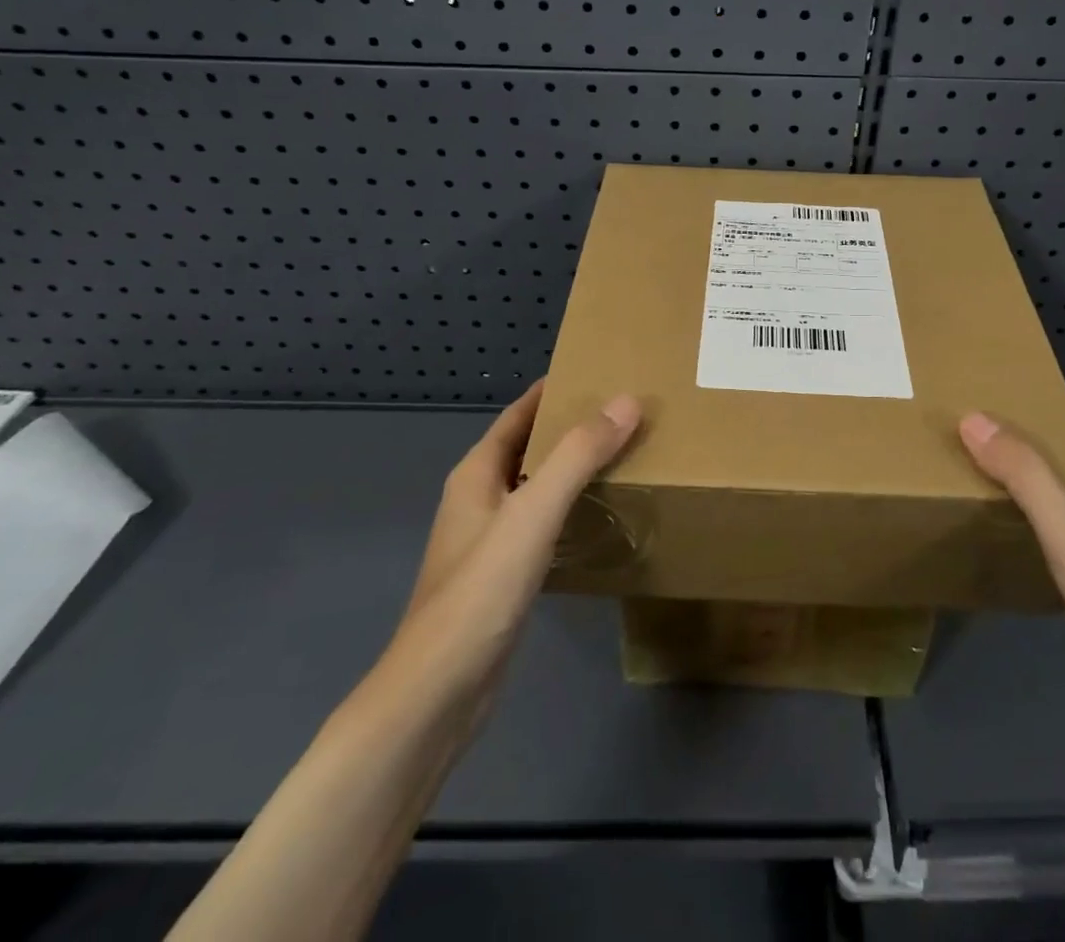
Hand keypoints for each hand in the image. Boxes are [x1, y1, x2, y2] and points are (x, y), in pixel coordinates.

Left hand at [372, 379, 642, 745]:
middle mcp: (479, 499)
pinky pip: (543, 523)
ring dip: (574, 467)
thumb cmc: (480, 592)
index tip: (601, 371)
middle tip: (626, 412)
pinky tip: (601, 515)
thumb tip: (626, 401)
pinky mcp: (503, 576)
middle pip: (530, 446)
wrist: (437, 693)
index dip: (555, 390)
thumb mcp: (533, 513)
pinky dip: (571, 507)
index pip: (520, 413)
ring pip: (538, 486)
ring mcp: (489, 540)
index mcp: (477, 473)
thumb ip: (579, 455)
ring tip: (624, 454)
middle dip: (572, 426)